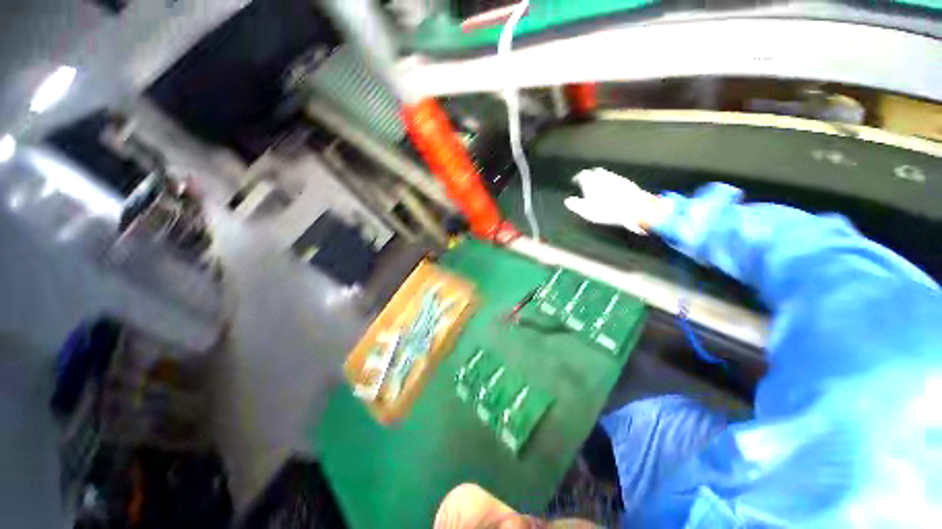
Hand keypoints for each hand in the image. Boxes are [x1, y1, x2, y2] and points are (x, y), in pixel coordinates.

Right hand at [564, 168, 668, 233]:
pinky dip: (610, 183)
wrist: (636, 208)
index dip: (577, 178)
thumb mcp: (586, 211)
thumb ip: (575, 204)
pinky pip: (615, 180)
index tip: (575, 181)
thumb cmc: (607, 210)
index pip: (582, 175)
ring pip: (606, 175)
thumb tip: (567, 201)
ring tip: (598, 187)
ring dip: (600, 179)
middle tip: (586, 182)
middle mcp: (604, 175)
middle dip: (589, 176)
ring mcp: (617, 178)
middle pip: (595, 172)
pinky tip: (611, 191)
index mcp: (592, 180)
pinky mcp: (628, 183)